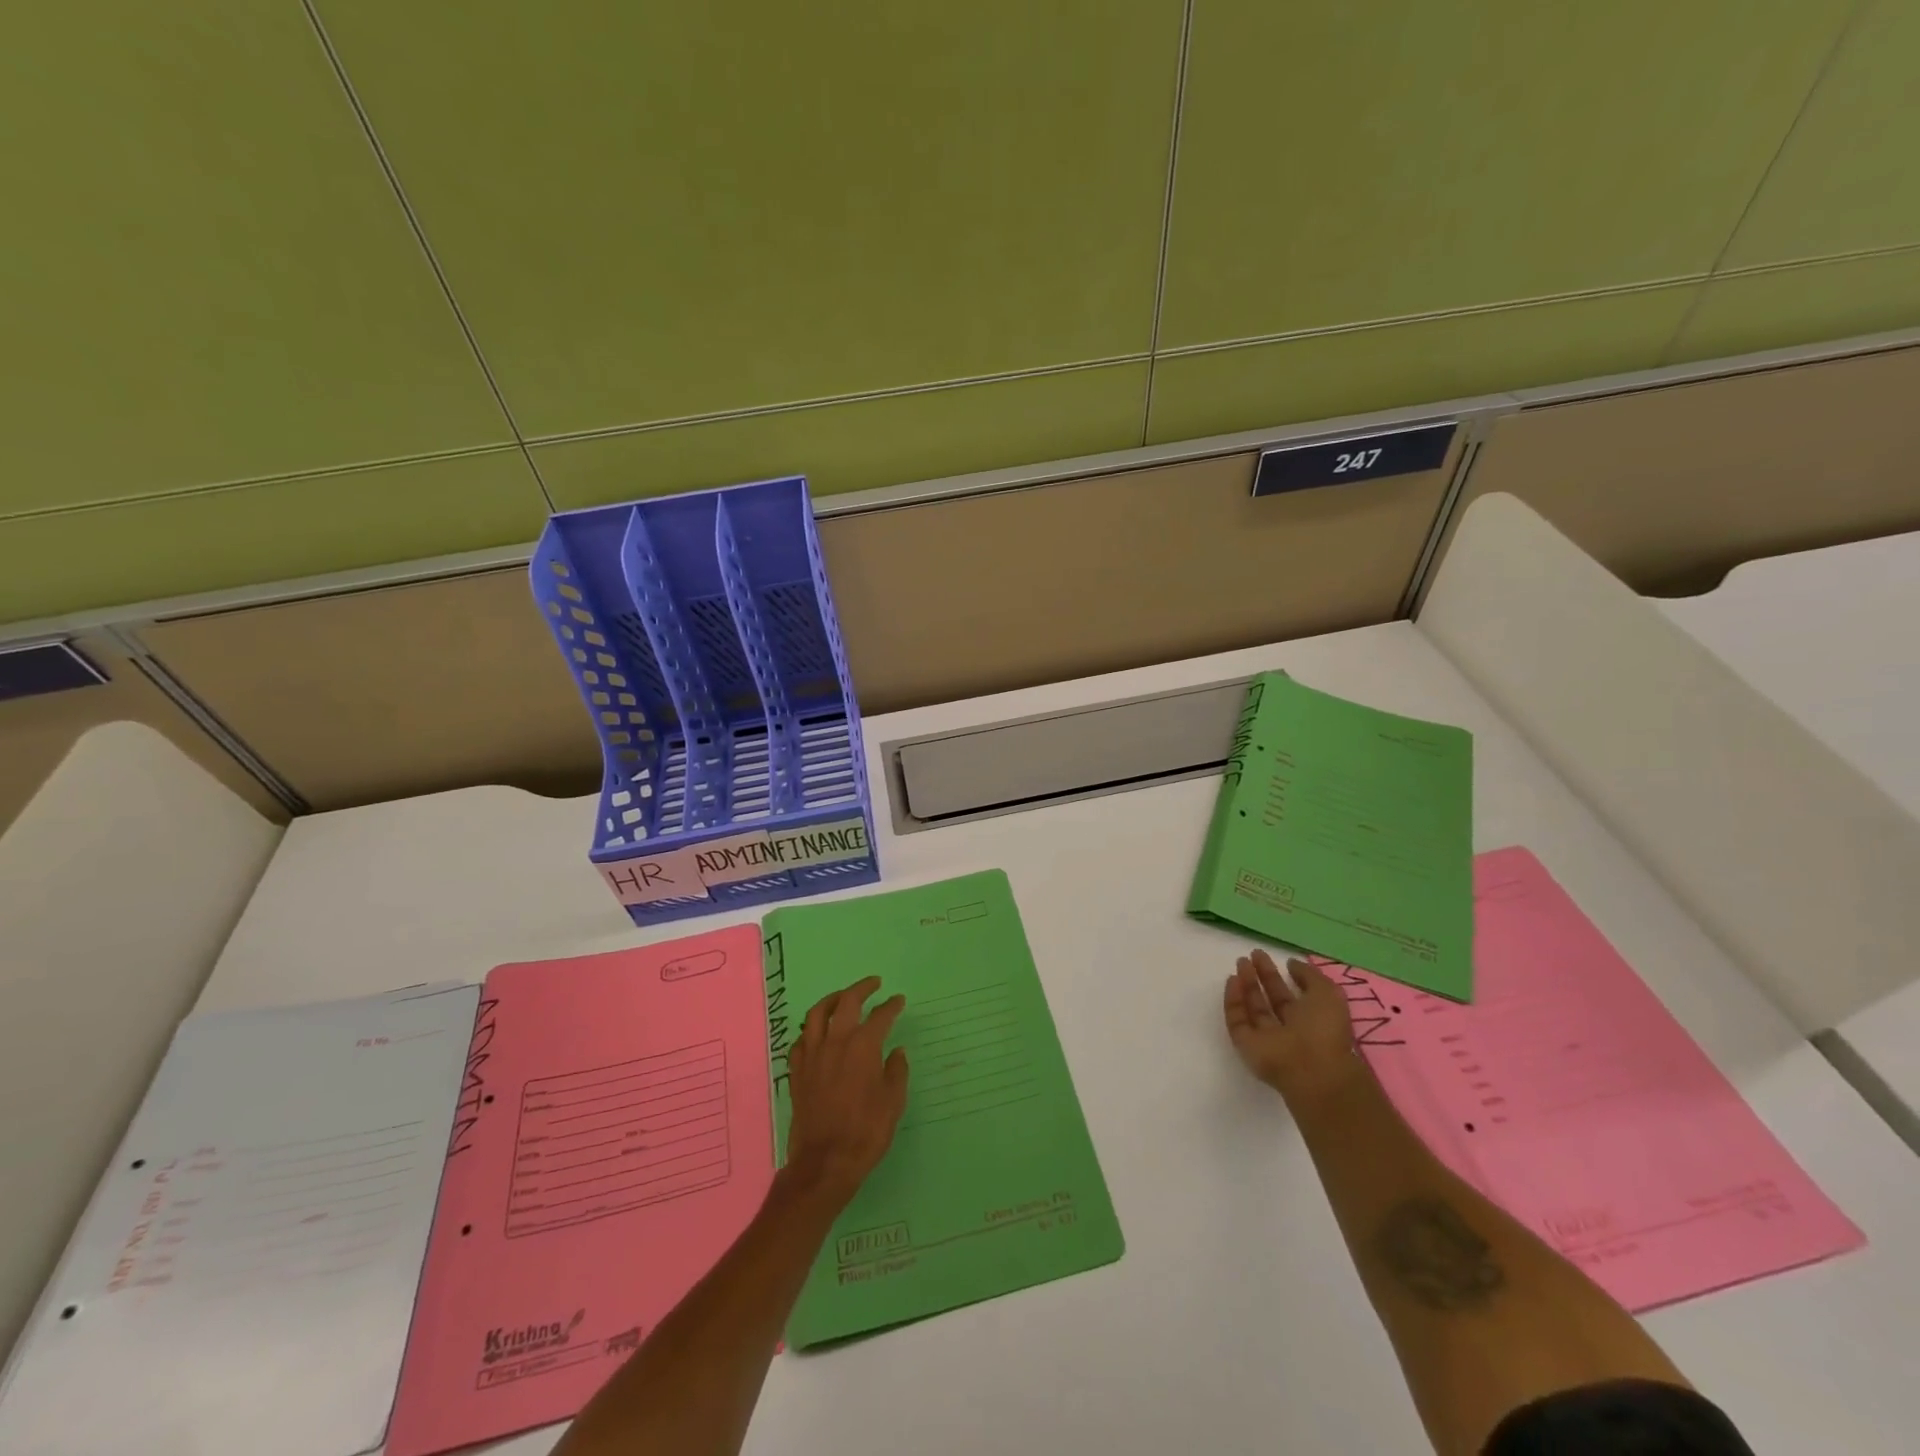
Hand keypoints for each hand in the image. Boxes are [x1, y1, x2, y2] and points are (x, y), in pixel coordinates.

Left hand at [785, 977, 909, 1203]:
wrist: (824, 1163)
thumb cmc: (866, 1132)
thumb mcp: (893, 1103)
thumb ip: (896, 1072)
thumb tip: (896, 1052)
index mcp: (863, 1046)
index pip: (880, 1016)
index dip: (891, 1006)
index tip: (899, 1000)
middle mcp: (835, 1042)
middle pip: (846, 1002)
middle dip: (861, 988)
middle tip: (873, 984)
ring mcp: (812, 1055)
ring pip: (817, 1014)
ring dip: (832, 999)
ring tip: (842, 997)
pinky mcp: (797, 1072)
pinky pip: (800, 1040)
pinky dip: (810, 1029)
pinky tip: (817, 1032)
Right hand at [1223, 950, 1361, 1105]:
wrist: (1310, 1070)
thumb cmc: (1323, 1029)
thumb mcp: (1328, 993)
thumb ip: (1309, 976)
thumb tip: (1291, 963)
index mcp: (1312, 1020)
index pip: (1294, 997)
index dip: (1286, 978)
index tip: (1276, 959)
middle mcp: (1289, 1029)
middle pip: (1272, 1000)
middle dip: (1262, 977)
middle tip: (1252, 955)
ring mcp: (1266, 1038)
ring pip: (1253, 1008)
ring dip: (1246, 985)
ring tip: (1240, 962)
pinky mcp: (1246, 1044)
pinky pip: (1237, 1019)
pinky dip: (1233, 1000)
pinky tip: (1232, 980)